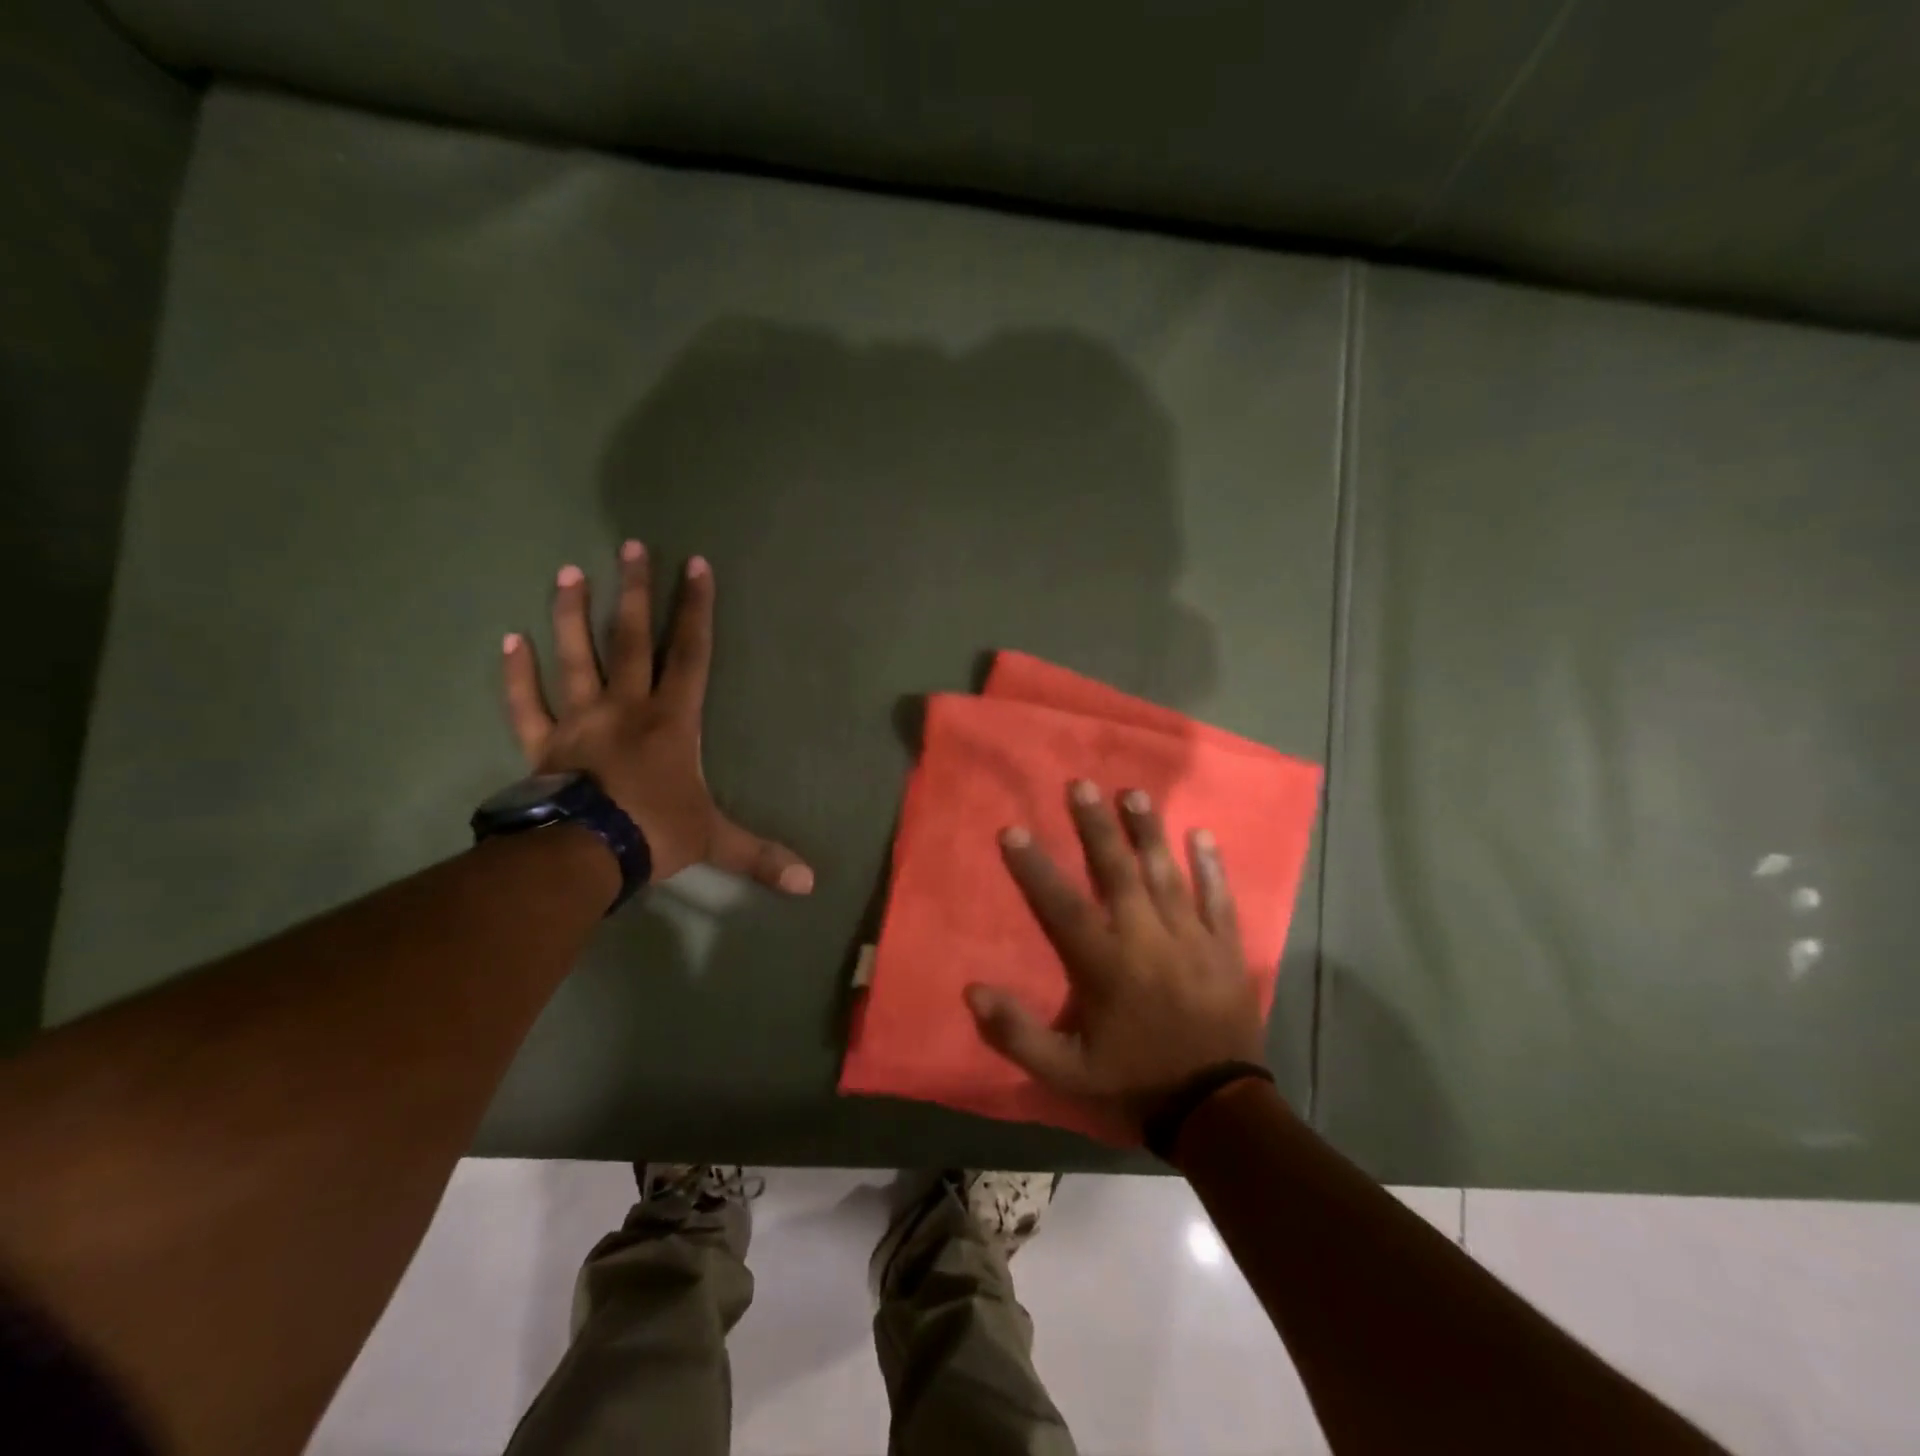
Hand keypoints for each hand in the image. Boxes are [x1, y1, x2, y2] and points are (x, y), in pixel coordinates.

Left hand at [500, 543, 813, 893]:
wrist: (582, 854)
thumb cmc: (654, 833)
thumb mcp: (715, 841)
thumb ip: (761, 855)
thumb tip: (810, 884)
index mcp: (671, 720)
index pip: (690, 654)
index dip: (696, 609)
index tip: (695, 564)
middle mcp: (625, 706)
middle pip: (632, 639)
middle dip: (636, 592)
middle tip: (631, 545)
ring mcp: (579, 720)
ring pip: (575, 657)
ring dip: (572, 614)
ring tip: (570, 571)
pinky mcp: (542, 742)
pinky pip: (524, 702)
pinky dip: (515, 673)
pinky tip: (509, 639)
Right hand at [966, 780, 1262, 1138]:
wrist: (1217, 1111)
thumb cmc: (1134, 1082)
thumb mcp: (1065, 1073)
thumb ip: (1017, 1034)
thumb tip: (972, 991)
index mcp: (1105, 965)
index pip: (1062, 905)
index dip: (1035, 867)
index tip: (1014, 830)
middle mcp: (1146, 938)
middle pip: (1117, 872)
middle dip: (1097, 827)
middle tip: (1082, 785)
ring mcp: (1191, 938)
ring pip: (1166, 873)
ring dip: (1148, 831)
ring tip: (1133, 792)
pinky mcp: (1225, 948)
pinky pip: (1219, 898)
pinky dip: (1212, 866)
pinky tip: (1202, 833)